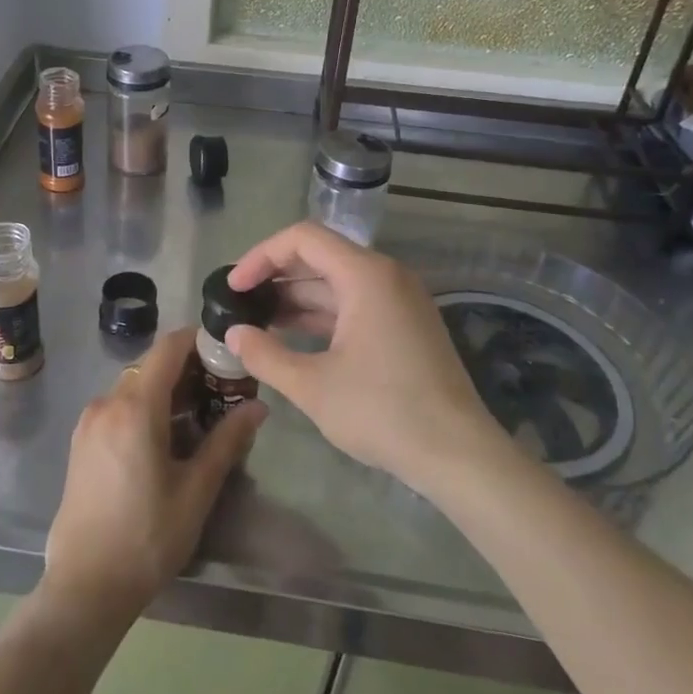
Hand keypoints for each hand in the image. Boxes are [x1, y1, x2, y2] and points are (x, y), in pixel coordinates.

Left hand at [42, 328, 265, 623]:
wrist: (85, 586)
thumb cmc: (147, 538)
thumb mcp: (196, 490)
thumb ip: (227, 440)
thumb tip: (259, 406)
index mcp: (135, 407)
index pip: (169, 348)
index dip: (199, 341)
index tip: (228, 353)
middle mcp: (107, 403)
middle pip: (152, 366)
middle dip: (188, 369)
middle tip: (223, 390)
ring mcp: (89, 422)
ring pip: (134, 386)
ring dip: (166, 390)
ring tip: (200, 416)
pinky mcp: (81, 441)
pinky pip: (118, 407)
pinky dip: (145, 407)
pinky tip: (166, 438)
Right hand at [225, 222, 502, 490]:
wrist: (459, 454)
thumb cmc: (383, 412)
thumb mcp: (313, 386)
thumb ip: (265, 355)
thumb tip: (233, 334)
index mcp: (365, 275)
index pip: (303, 239)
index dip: (261, 256)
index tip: (234, 287)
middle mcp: (386, 276)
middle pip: (320, 256)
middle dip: (275, 276)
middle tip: (239, 303)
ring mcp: (399, 300)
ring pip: (337, 283)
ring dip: (296, 298)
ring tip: (257, 321)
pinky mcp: (405, 325)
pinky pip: (354, 304)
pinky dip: (321, 315)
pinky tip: (292, 337)